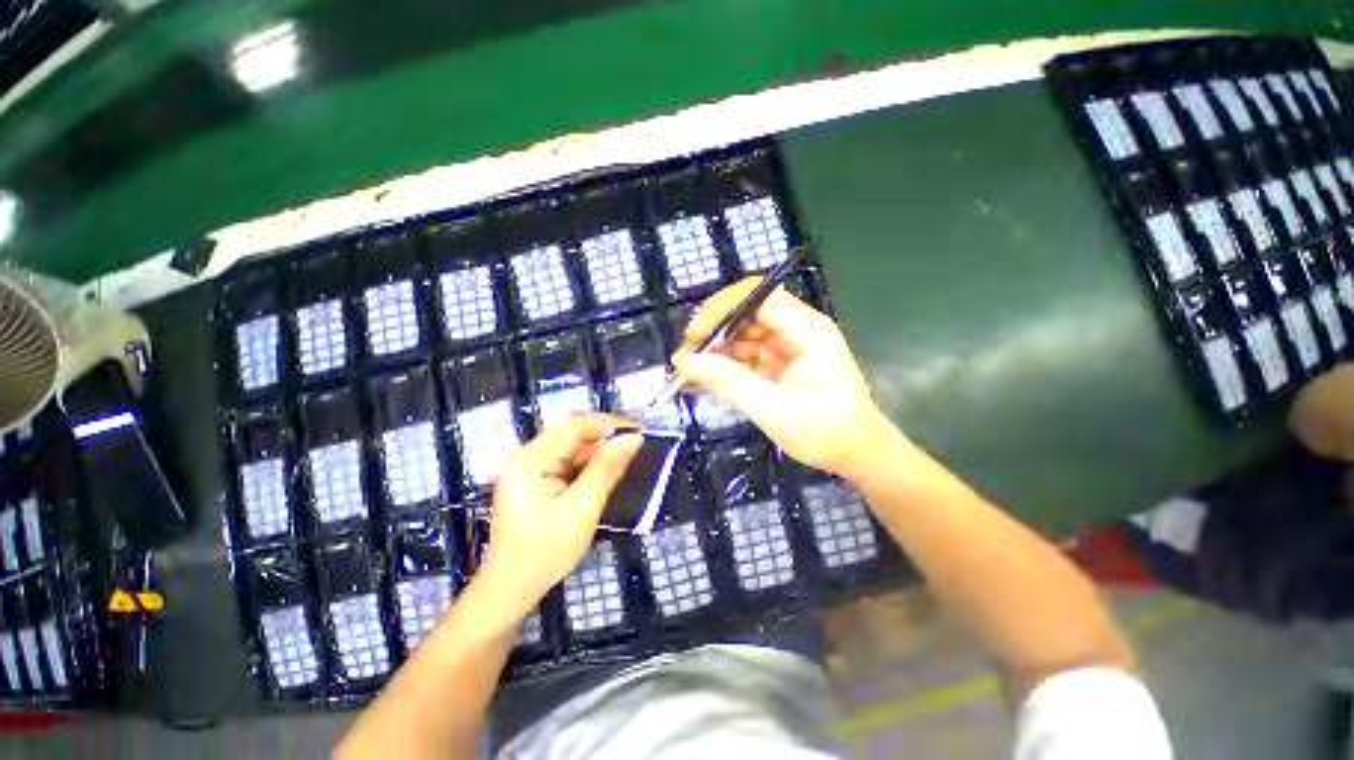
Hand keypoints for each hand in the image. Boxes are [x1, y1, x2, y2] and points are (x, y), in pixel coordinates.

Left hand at [475, 414, 641, 621]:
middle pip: (571, 433)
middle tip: (637, 442)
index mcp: (530, 460)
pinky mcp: (536, 480)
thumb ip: (606, 469)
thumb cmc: (545, 552)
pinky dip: (589, 463)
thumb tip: (633, 439)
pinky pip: (567, 461)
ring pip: (571, 446)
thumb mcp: (582, 509)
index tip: (639, 429)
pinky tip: (606, 471)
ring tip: (627, 455)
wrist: (510, 589)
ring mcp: (530, 468)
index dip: (608, 423)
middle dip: (605, 435)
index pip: (573, 426)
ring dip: (599, 449)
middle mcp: (527, 456)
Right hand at [672, 279, 889, 476]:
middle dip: (713, 329)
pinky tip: (702, 377)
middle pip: (747, 312)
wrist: (857, 456)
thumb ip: (728, 382)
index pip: (759, 297)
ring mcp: (786, 347)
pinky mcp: (777, 364)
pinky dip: (722, 365)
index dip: (722, 308)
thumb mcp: (773, 409)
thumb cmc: (826, 433)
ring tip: (687, 370)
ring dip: (714, 349)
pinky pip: (744, 355)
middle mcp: (796, 330)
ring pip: (741, 334)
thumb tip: (683, 361)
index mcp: (807, 330)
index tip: (694, 334)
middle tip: (685, 356)